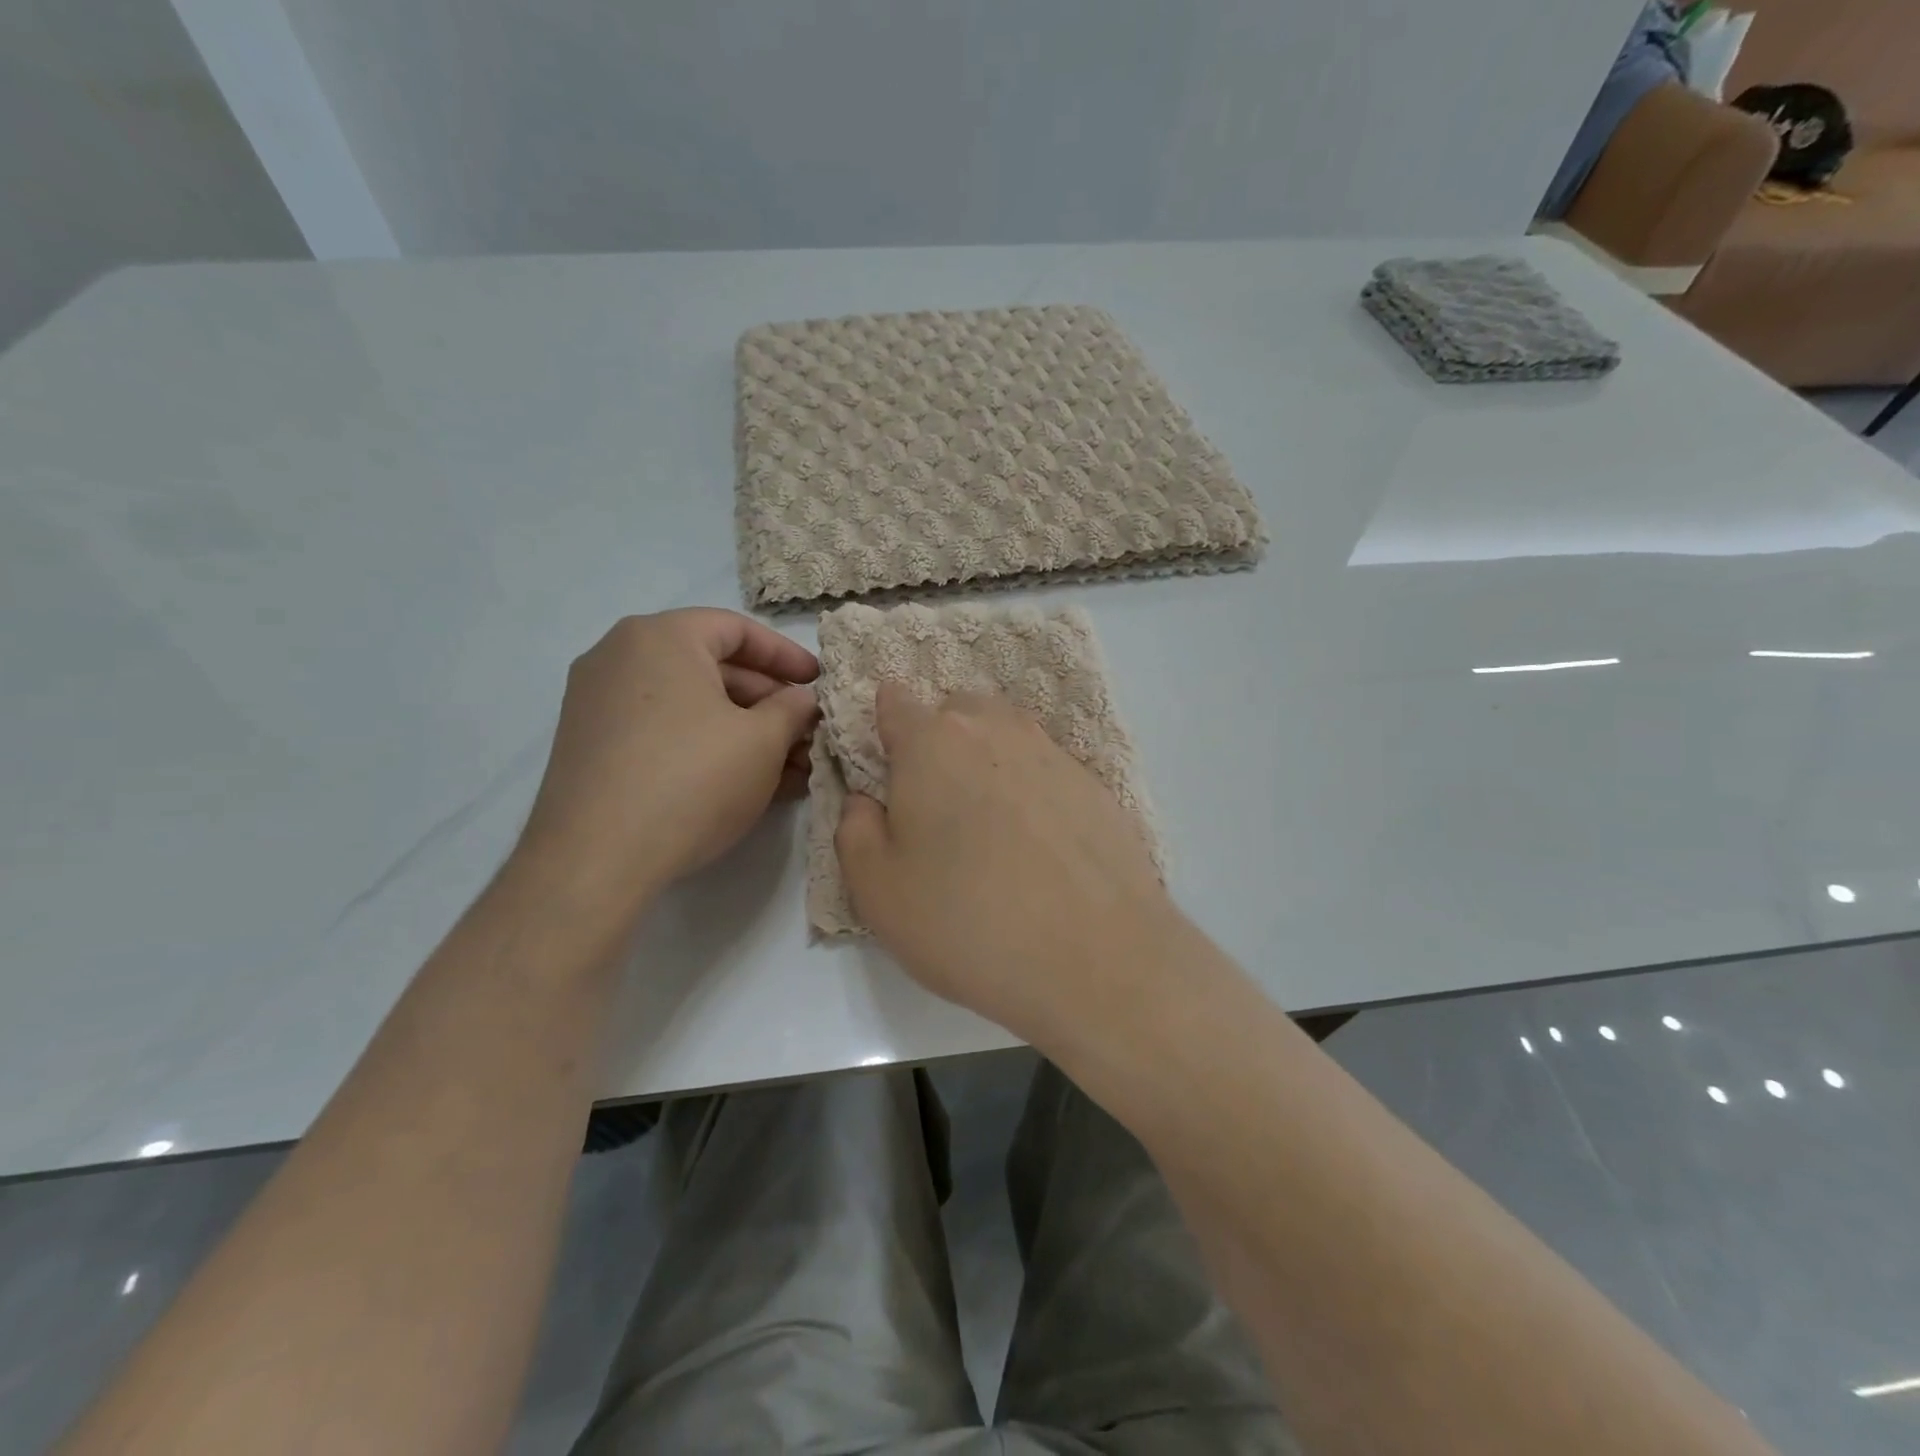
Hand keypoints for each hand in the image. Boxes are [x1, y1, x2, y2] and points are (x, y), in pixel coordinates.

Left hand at [518, 609, 818, 903]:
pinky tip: (747, 783)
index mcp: (661, 637)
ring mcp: (599, 703)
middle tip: (807, 734)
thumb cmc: (692, 780)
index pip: (737, 629)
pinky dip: (706, 746)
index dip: (786, 656)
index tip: (818, 684)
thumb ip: (792, 710)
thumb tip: (800, 701)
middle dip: (768, 703)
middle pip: (712, 667)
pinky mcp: (592, 746)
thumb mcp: (762, 741)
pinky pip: (663, 731)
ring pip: (690, 705)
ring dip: (744, 730)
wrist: (596, 859)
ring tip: (790, 768)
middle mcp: (620, 657)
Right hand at [835, 685, 1182, 1044]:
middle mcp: (994, 729)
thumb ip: (855, 830)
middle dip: (937, 742)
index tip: (886, 771)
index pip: (894, 700)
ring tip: (988, 824)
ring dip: (987, 761)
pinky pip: (1046, 769)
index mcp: (932, 742)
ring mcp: (1052, 753)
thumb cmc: (967, 921)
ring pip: (1004, 735)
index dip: (883, 728)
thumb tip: (867, 799)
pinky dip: (1032, 790)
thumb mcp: (877, 890)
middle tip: (937, 807)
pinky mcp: (1094, 785)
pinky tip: (1037, 844)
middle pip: (955, 711)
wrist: (1097, 959)